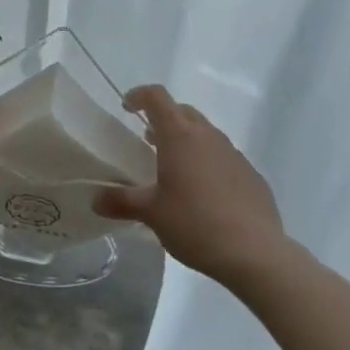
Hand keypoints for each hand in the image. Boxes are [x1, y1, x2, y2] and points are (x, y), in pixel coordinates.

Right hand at [93, 87, 287, 286]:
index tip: (127, 107)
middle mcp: (208, 136)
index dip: (139, 96)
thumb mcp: (151, 214)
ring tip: (175, 170)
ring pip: (206, 134)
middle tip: (149, 141)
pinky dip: (209, 164)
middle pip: (182, 111)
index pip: (157, 97)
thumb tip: (95, 200)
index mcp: (179, 135)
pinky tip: (205, 195)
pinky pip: (224, 158)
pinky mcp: (251, 175)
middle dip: (164, 119)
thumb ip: (122, 202)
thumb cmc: (195, 224)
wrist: (255, 253)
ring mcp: (233, 153)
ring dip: (187, 142)